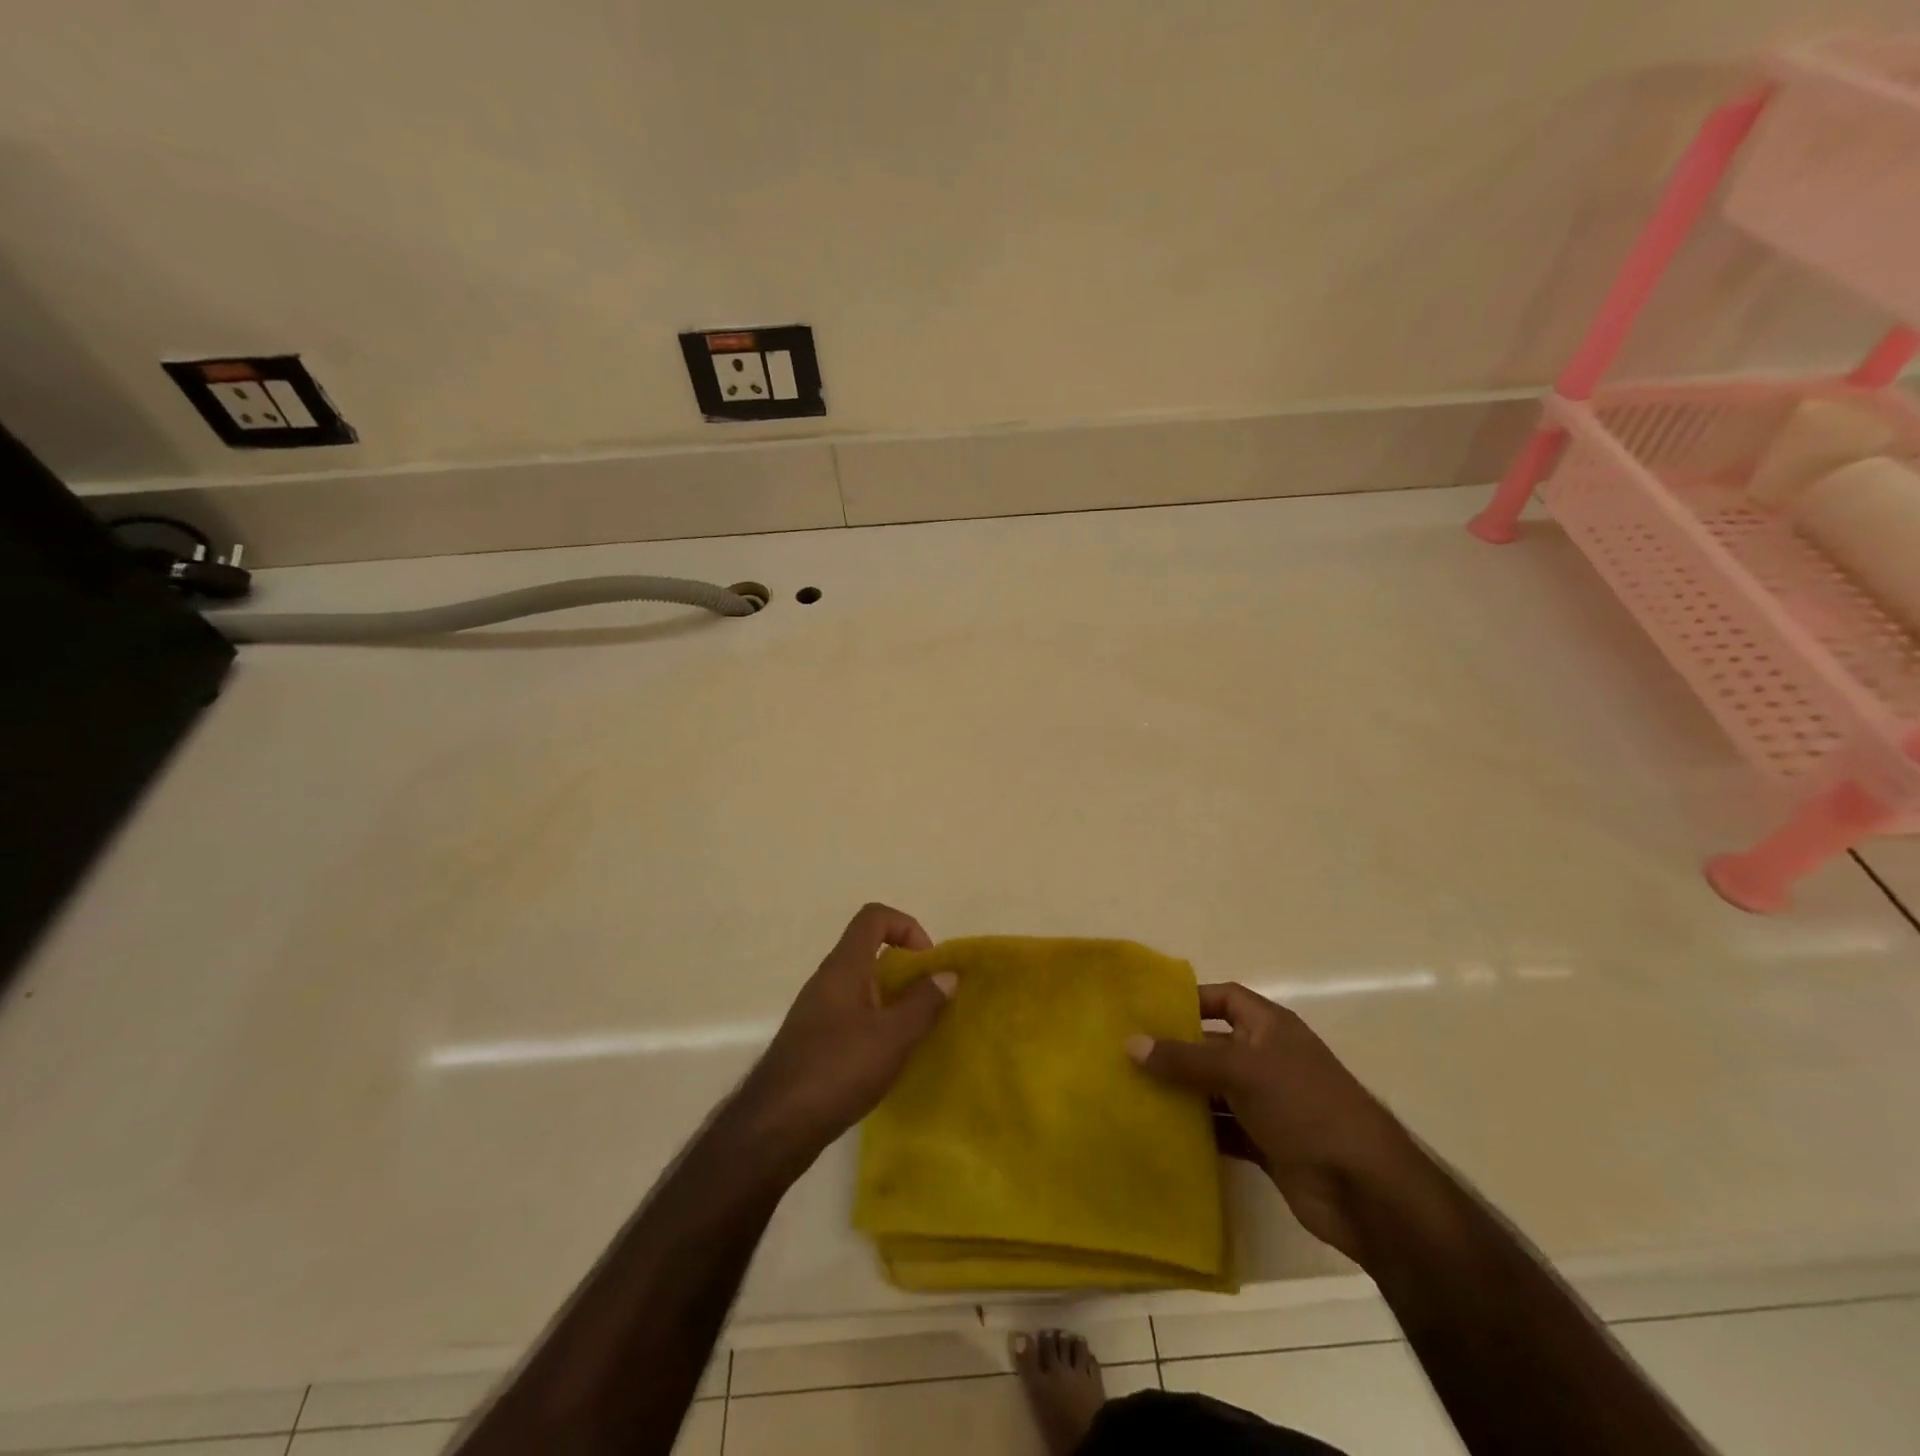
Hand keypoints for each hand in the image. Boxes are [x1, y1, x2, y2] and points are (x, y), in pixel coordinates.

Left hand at [733, 904, 954, 1161]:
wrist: (775, 1125)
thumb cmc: (837, 1069)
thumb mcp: (893, 1036)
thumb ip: (924, 1002)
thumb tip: (947, 974)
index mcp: (844, 966)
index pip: (874, 916)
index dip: (906, 926)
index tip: (926, 962)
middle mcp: (827, 980)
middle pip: (869, 950)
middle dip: (904, 968)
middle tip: (929, 999)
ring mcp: (816, 1011)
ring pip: (860, 985)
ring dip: (891, 998)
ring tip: (914, 1032)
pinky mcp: (812, 1040)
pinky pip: (850, 1014)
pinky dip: (874, 1023)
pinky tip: (887, 1058)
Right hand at [1127, 983, 1419, 1262]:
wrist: (1365, 1189)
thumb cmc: (1305, 1106)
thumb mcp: (1241, 1071)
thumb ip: (1185, 1059)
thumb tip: (1130, 1043)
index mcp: (1270, 1027)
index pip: (1224, 998)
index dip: (1189, 1000)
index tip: (1146, 1010)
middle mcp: (1267, 1058)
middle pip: (1212, 1045)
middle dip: (1174, 1050)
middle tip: (1124, 1055)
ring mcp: (1267, 1103)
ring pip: (1213, 1090)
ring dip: (1180, 1093)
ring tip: (1131, 1093)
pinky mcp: (1266, 1143)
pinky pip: (1222, 1129)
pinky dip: (1197, 1131)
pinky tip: (1161, 1134)